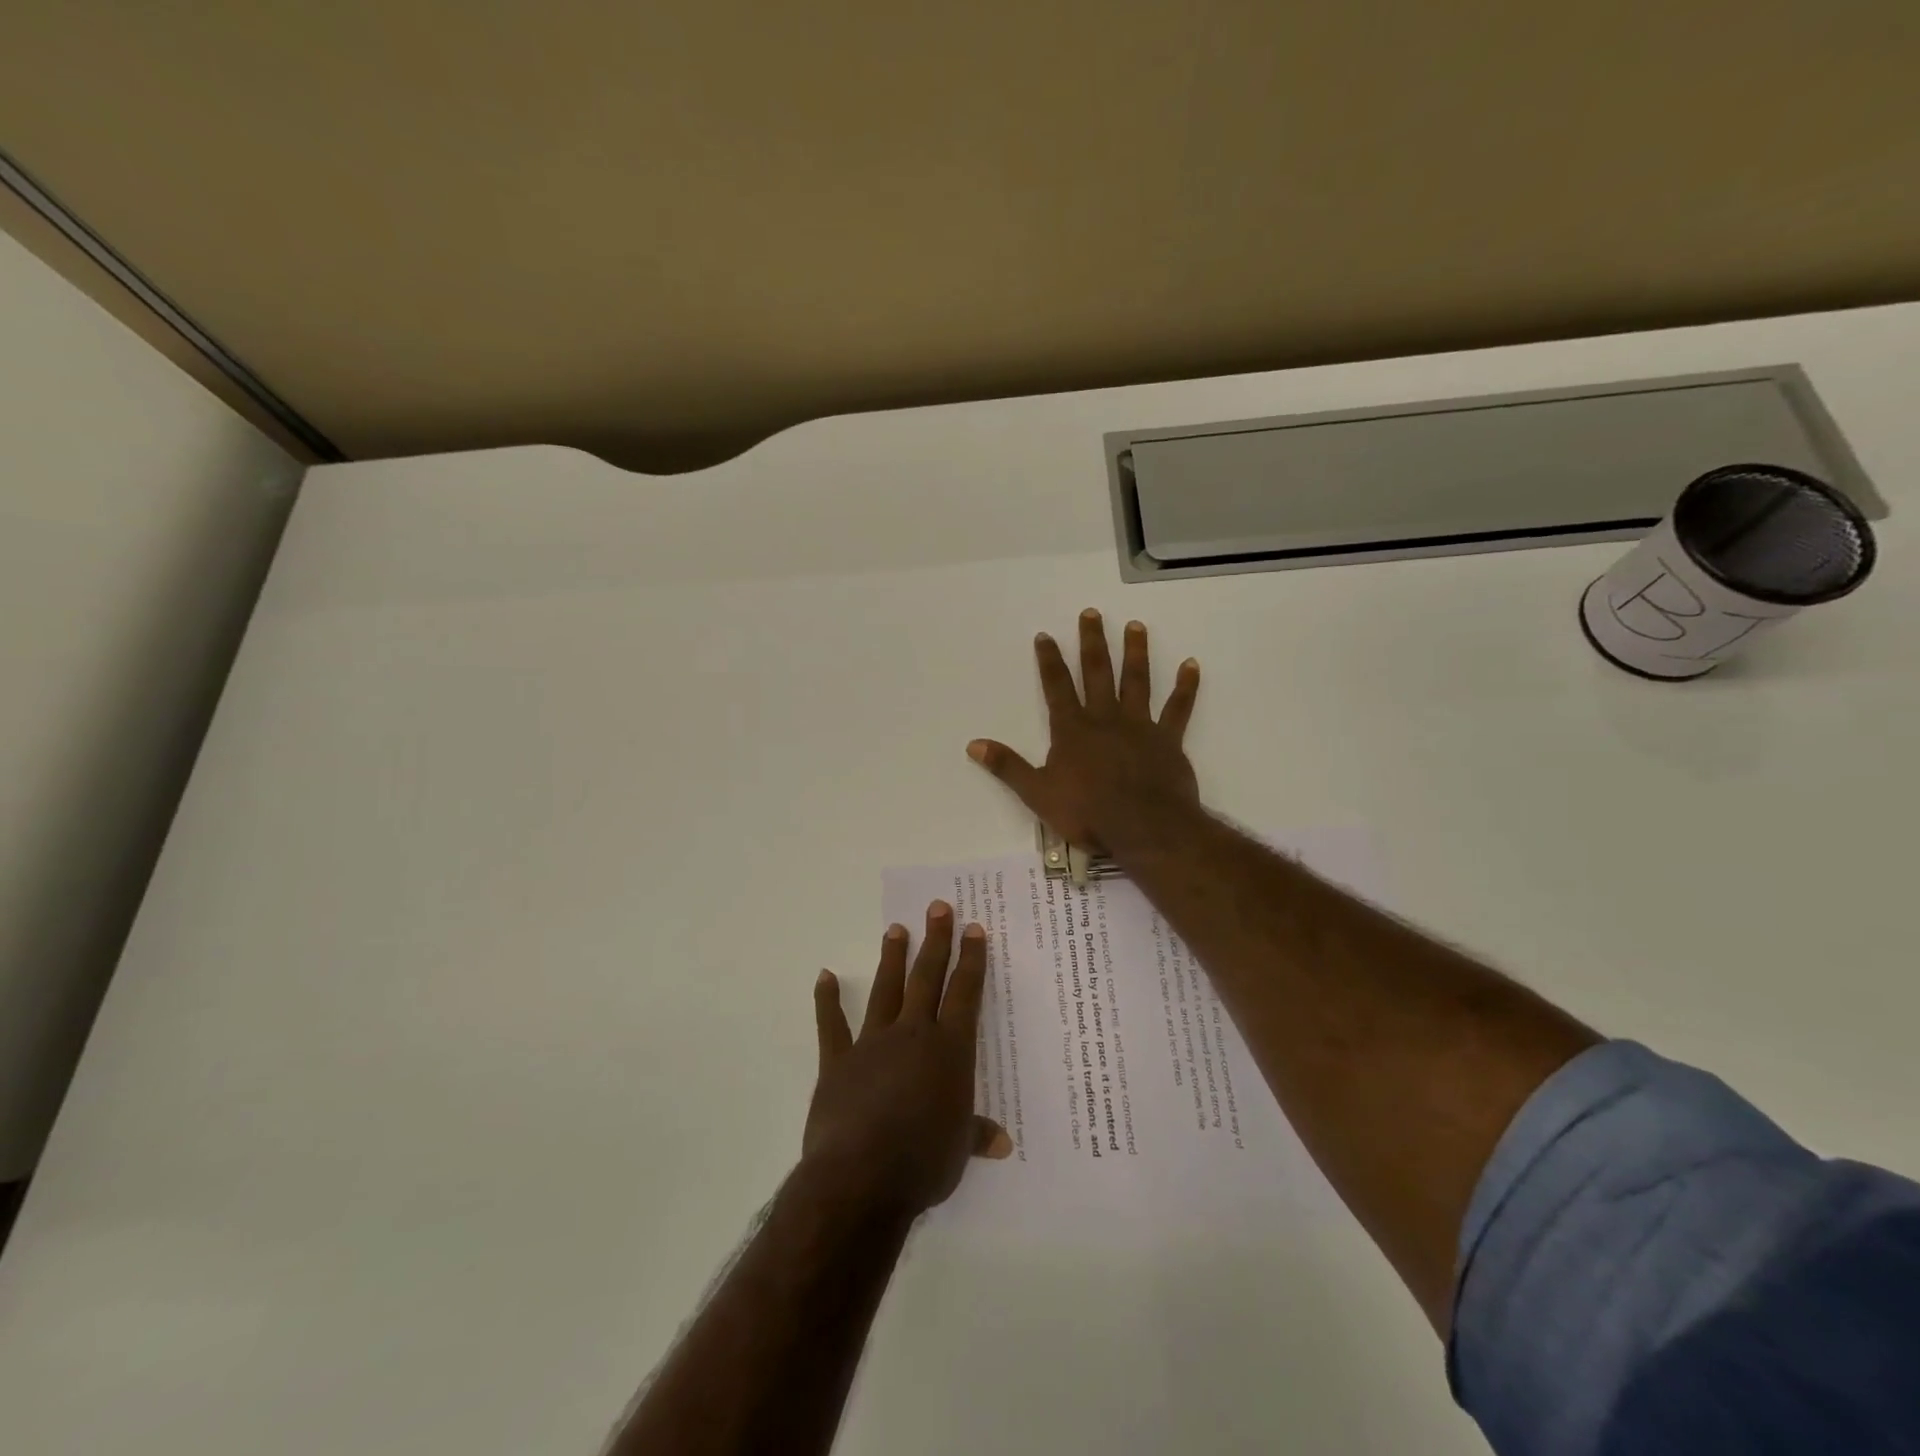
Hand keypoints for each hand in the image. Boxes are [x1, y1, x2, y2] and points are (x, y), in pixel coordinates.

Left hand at [805, 901, 1011, 1216]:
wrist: (860, 1178)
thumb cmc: (922, 1163)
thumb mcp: (958, 1150)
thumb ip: (976, 1134)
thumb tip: (1001, 1142)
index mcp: (949, 1050)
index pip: (965, 994)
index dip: (971, 960)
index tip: (974, 929)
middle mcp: (913, 1035)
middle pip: (927, 978)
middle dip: (935, 941)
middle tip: (938, 907)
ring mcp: (872, 1044)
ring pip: (886, 990)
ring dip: (892, 958)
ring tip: (895, 928)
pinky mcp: (838, 1062)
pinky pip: (833, 1025)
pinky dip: (827, 1000)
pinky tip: (825, 976)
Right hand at [967, 608, 1201, 856]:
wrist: (1144, 828)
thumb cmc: (1087, 813)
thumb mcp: (1037, 794)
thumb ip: (1007, 766)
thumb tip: (973, 744)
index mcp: (1072, 730)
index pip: (1057, 687)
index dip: (1050, 660)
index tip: (1046, 635)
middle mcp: (1105, 718)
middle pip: (1097, 673)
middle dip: (1092, 642)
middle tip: (1092, 613)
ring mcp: (1139, 726)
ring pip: (1137, 681)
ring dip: (1135, 652)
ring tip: (1136, 626)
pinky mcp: (1168, 739)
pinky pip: (1178, 708)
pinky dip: (1186, 687)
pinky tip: (1191, 665)